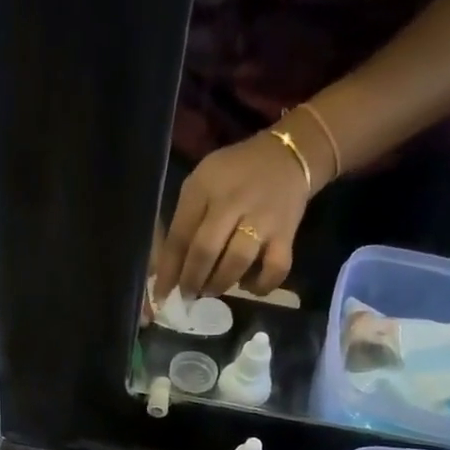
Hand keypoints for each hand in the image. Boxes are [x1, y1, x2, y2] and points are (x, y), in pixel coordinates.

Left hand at [154, 130, 312, 301]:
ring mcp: (262, 219)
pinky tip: (249, 286)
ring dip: (220, 284)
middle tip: (188, 295)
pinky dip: (260, 286)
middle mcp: (233, 201)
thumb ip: (185, 220)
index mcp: (205, 187)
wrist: (288, 154)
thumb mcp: (203, 183)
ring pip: (236, 263)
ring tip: (212, 291)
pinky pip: (275, 269)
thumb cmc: (236, 174)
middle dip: (192, 281)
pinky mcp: (286, 234)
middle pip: (206, 250)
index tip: (161, 295)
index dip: (168, 270)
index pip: (180, 235)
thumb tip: (169, 268)